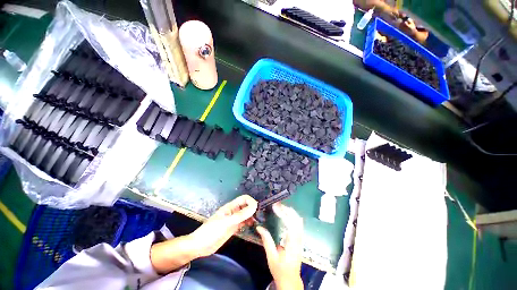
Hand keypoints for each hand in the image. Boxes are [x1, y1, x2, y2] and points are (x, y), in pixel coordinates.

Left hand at [150, 195, 257, 273]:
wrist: (200, 246)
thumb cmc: (212, 232)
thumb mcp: (227, 222)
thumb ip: (241, 215)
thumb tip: (254, 206)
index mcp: (230, 207)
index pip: (244, 199)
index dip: (251, 202)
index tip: (257, 209)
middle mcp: (233, 212)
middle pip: (245, 206)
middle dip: (252, 209)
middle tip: (259, 217)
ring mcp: (233, 220)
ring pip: (245, 214)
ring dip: (251, 216)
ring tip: (257, 222)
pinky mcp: (232, 228)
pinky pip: (243, 223)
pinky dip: (248, 223)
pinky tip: (251, 227)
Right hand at [256, 203, 303, 289]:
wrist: (291, 280)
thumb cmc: (280, 270)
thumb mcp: (271, 257)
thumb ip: (266, 241)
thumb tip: (259, 227)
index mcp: (292, 244)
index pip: (290, 224)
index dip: (283, 213)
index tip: (275, 207)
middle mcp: (299, 240)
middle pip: (297, 220)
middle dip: (287, 210)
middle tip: (277, 205)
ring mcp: (301, 239)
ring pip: (299, 221)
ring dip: (290, 212)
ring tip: (281, 207)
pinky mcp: (300, 240)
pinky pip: (298, 224)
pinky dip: (293, 217)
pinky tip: (287, 214)